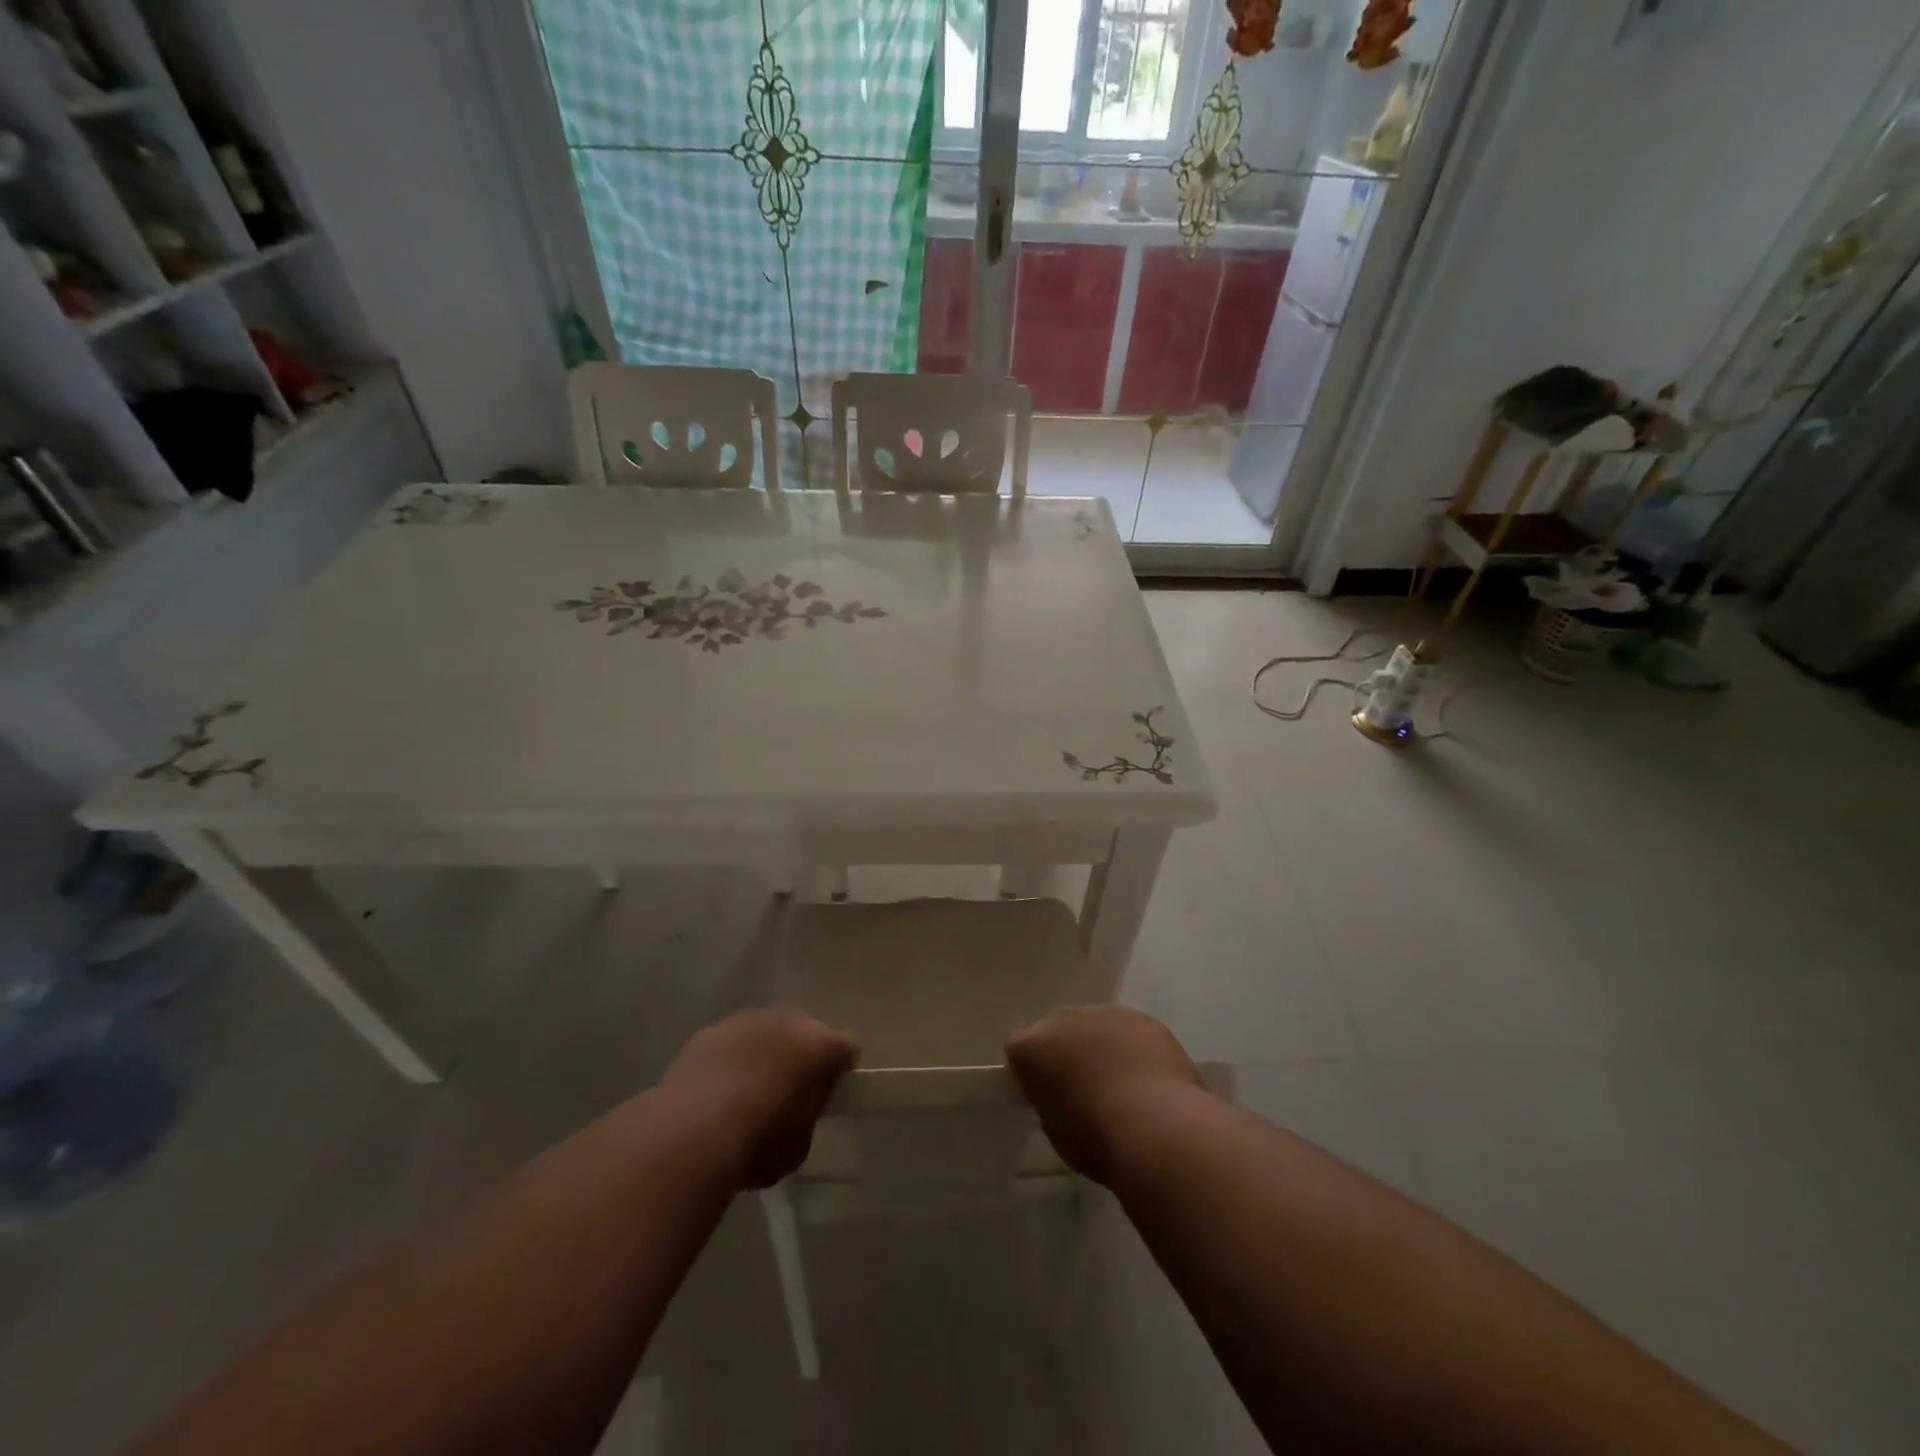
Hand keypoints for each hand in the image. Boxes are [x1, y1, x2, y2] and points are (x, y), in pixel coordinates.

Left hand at [659, 1010, 858, 1188]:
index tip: (830, 1096)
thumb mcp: (799, 1145)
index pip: (846, 1049)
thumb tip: (798, 1109)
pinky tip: (714, 1094)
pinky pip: (730, 1044)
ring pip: (765, 1034)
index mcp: (821, 1044)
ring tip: (746, 1095)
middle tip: (790, 1093)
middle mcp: (789, 1021)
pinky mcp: (709, 1031)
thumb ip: (807, 1116)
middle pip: (805, 1034)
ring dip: (763, 1056)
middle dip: (800, 1057)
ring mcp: (746, 1021)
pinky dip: (729, 1062)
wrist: (691, 1132)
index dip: (841, 1071)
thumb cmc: (758, 1143)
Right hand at [1005, 1006, 1204, 1184]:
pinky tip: (1149, 1078)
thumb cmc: (1096, 1140)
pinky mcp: (1143, 1018)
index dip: (1030, 1072)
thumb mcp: (1056, 1131)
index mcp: (1031, 1046)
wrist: (1157, 1127)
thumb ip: (1051, 1102)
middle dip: (1067, 1053)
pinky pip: (1130, 1031)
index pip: (1018, 1049)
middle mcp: (1063, 1019)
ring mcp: (1105, 1013)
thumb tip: (1064, 1097)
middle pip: (1058, 1031)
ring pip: (1096, 1027)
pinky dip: (1134, 1048)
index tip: (1044, 1096)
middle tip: (1084, 1089)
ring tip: (1122, 1085)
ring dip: (1102, 1047)